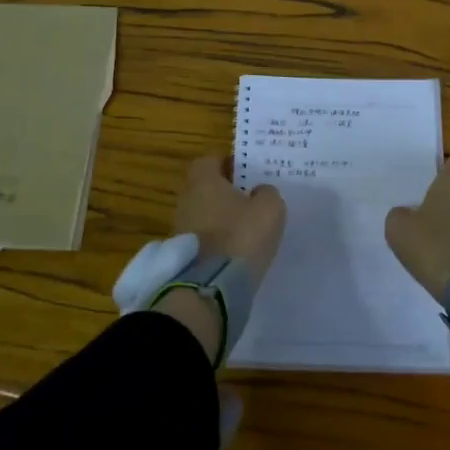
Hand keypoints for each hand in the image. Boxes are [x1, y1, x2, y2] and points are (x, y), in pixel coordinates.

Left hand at [157, 156, 285, 365]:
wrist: (210, 288)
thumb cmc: (241, 237)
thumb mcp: (270, 209)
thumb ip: (267, 193)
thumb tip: (259, 191)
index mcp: (203, 182)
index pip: (209, 161)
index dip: (228, 165)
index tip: (246, 173)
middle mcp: (186, 200)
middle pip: (205, 189)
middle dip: (225, 193)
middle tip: (249, 201)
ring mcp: (180, 229)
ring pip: (203, 214)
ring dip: (220, 219)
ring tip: (245, 229)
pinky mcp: (182, 255)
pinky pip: (202, 239)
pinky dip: (216, 241)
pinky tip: (234, 251)